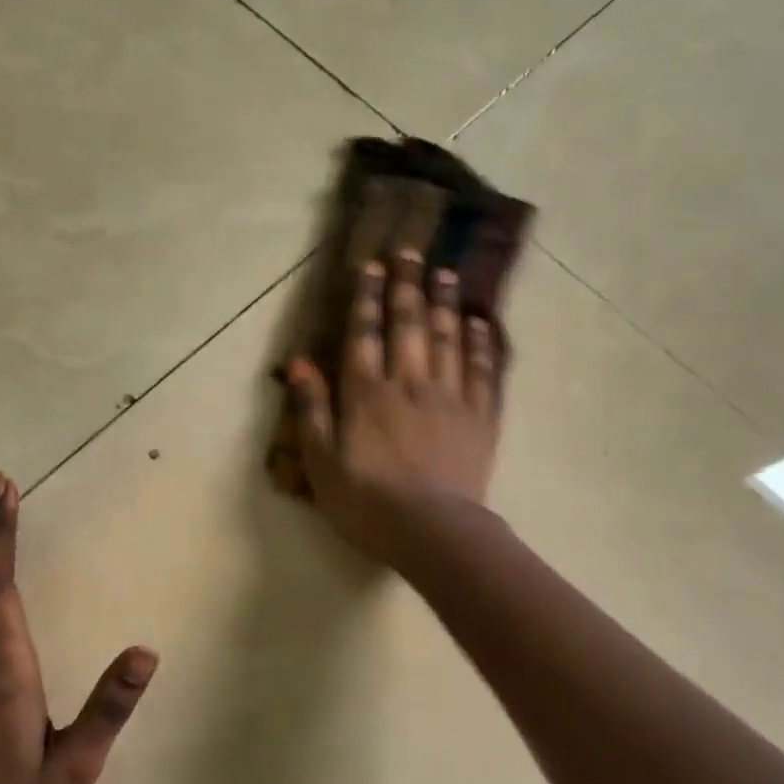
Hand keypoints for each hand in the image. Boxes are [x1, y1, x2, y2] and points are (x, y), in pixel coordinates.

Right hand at [287, 248, 506, 562]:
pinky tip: (480, 322)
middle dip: (408, 286)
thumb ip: (311, 410)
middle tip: (411, 252)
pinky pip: (484, 370)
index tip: (373, 266)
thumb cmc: (367, 502)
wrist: (432, 531)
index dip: (368, 298)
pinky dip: (482, 343)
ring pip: (448, 338)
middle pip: (409, 325)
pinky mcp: (481, 417)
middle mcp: (410, 383)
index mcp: (367, 394)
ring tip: (445, 274)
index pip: (365, 334)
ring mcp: (450, 397)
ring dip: (445, 303)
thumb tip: (299, 363)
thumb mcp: (321, 463)